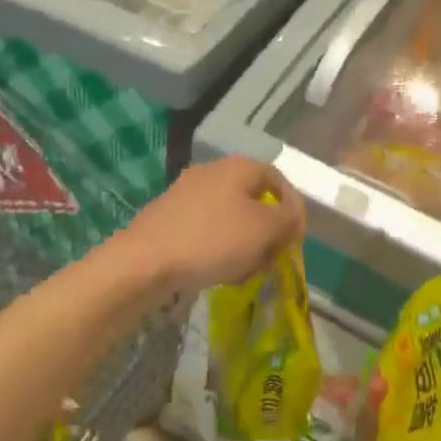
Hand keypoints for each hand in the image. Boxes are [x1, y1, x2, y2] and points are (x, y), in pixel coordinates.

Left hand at [118, 157, 304, 297]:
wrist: (144, 261)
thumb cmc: (212, 239)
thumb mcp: (264, 229)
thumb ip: (287, 219)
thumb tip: (292, 216)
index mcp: (237, 167)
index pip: (277, 179)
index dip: (293, 208)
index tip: (296, 239)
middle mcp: (211, 173)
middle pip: (253, 200)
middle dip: (267, 231)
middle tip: (271, 259)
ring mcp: (186, 195)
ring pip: (230, 218)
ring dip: (245, 244)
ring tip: (245, 272)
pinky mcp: (169, 218)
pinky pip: (206, 231)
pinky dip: (218, 249)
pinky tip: (218, 272)